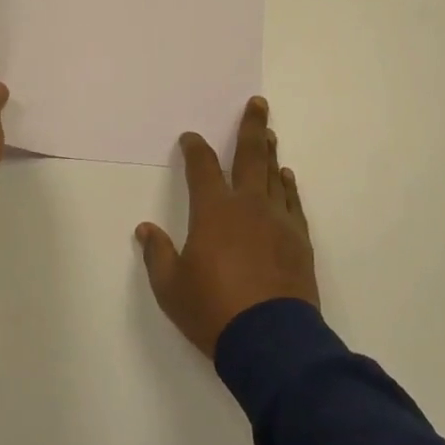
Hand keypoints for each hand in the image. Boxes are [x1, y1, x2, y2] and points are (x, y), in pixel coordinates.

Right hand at [137, 97, 318, 357]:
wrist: (271, 340)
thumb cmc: (213, 310)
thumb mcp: (171, 287)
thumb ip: (157, 254)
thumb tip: (145, 230)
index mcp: (214, 211)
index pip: (202, 167)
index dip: (195, 149)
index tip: (191, 137)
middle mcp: (248, 206)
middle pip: (250, 157)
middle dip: (252, 127)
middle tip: (258, 104)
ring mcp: (279, 221)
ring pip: (275, 176)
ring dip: (270, 153)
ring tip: (269, 135)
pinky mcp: (299, 241)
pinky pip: (293, 203)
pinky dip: (289, 187)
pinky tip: (287, 179)